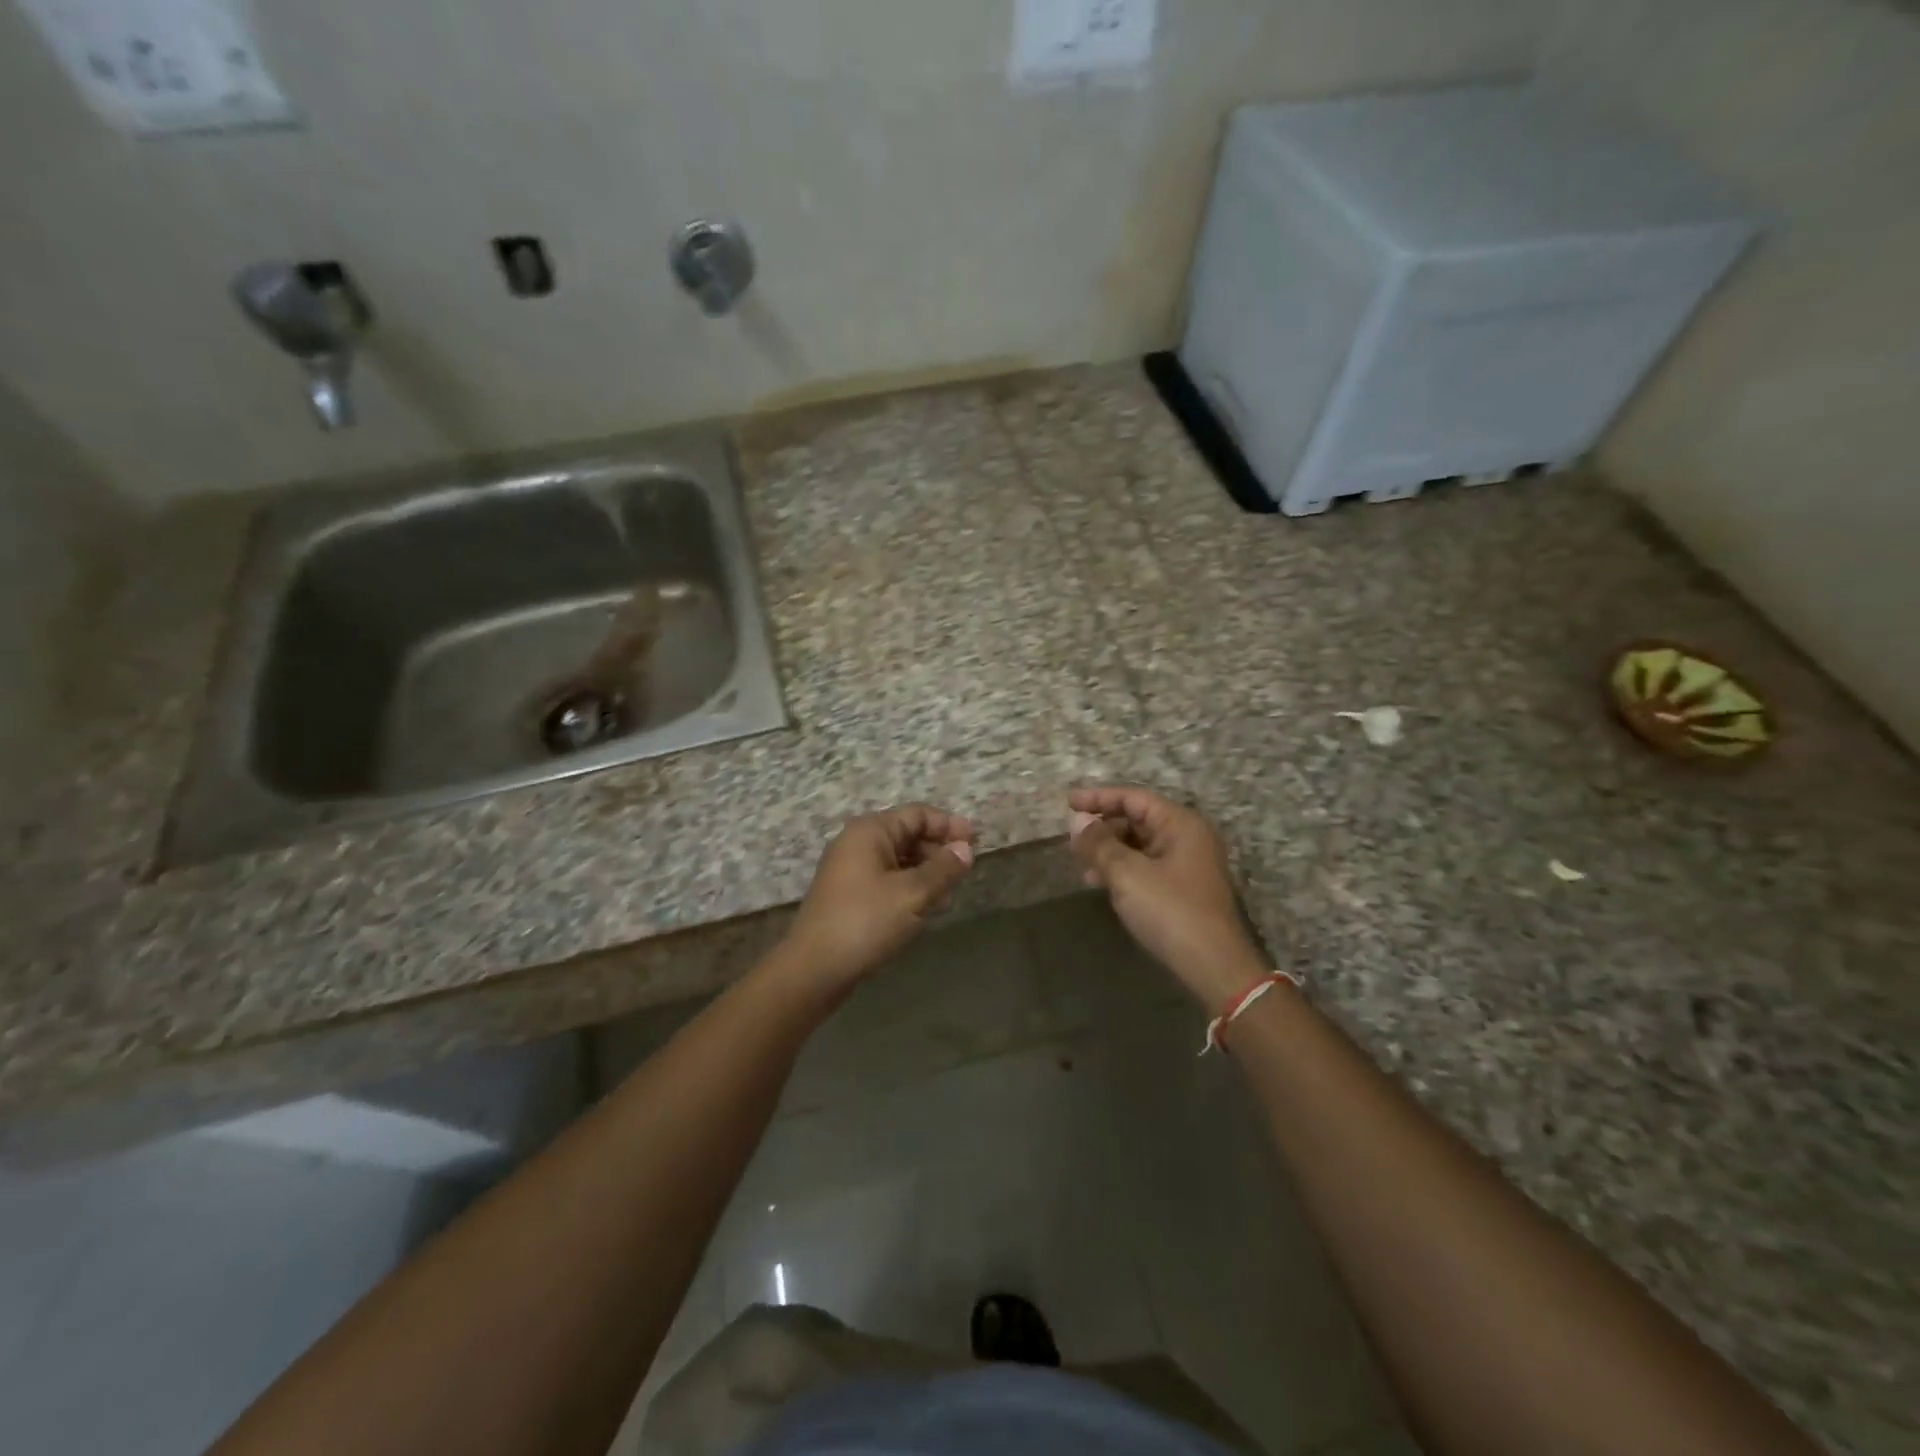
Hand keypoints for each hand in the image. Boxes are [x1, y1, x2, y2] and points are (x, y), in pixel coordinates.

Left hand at [779, 804, 976, 991]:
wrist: (814, 970)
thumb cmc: (866, 922)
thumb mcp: (913, 894)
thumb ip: (944, 869)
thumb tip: (966, 848)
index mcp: (870, 831)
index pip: (918, 814)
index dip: (949, 825)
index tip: (977, 842)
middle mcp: (857, 843)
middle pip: (907, 834)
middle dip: (939, 850)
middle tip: (965, 872)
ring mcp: (850, 870)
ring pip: (899, 860)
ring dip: (926, 871)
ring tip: (949, 893)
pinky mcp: (849, 895)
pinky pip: (887, 879)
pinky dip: (909, 887)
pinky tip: (925, 908)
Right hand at [1068, 786, 1267, 1010]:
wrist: (1214, 967)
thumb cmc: (1171, 911)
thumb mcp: (1128, 874)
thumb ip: (1099, 844)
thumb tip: (1078, 821)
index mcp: (1180, 824)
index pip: (1134, 798)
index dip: (1099, 797)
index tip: (1068, 803)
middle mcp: (1187, 838)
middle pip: (1138, 819)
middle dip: (1103, 827)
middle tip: (1072, 838)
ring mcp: (1187, 865)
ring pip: (1140, 845)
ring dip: (1109, 850)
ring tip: (1081, 862)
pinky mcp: (1182, 890)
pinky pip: (1146, 867)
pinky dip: (1122, 869)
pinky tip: (1100, 883)